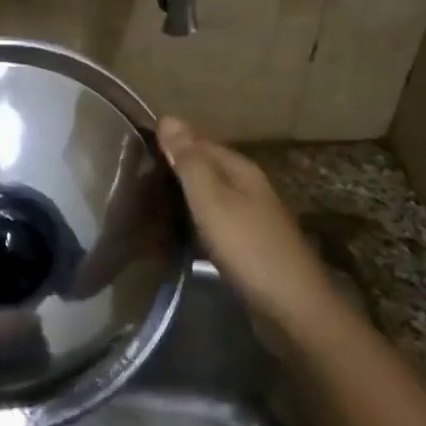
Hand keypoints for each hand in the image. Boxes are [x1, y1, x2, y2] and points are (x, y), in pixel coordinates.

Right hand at [157, 117, 341, 338]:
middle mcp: (249, 188)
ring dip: (184, 193)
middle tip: (133, 171)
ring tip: (147, 196)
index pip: (200, 142)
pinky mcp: (249, 244)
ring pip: (211, 194)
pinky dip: (194, 218)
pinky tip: (177, 228)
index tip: (135, 143)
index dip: (171, 140)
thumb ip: (189, 161)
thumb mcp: (212, 200)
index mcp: (241, 170)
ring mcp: (252, 217)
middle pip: (207, 167)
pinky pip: (214, 219)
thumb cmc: (248, 247)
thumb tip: (168, 117)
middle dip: (176, 165)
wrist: (292, 307)